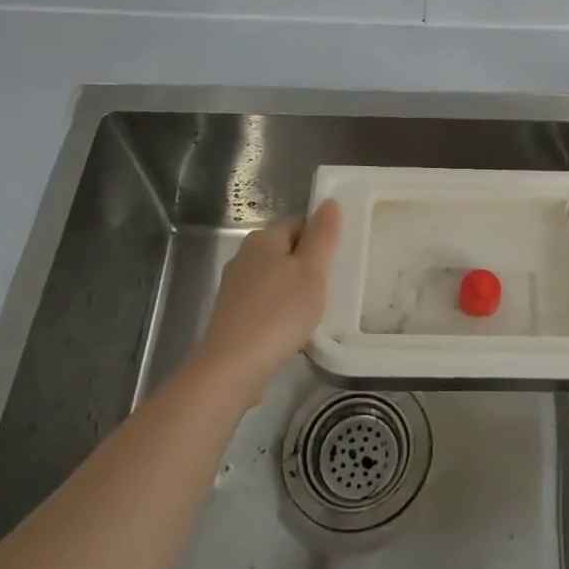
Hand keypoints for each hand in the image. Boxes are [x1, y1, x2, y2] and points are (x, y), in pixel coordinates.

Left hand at [193, 200, 342, 402]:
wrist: (233, 367)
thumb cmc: (279, 312)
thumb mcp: (312, 270)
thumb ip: (323, 235)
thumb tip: (329, 202)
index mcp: (263, 238)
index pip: (299, 223)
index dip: (321, 239)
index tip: (336, 262)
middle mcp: (244, 256)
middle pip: (286, 250)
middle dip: (308, 266)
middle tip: (330, 287)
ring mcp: (235, 287)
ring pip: (276, 278)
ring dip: (295, 290)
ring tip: (314, 311)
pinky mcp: (232, 315)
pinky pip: (265, 303)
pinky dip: (280, 311)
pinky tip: (292, 330)